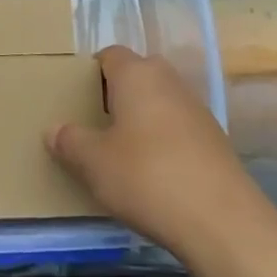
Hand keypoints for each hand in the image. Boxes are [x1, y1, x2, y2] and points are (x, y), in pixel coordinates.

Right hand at [46, 46, 252, 253]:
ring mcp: (197, 109)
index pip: (109, 55)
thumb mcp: (94, 163)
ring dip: (142, 118)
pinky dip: (164, 140)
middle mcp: (169, 81)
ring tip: (122, 150)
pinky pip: (179, 127)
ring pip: (160, 101)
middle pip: (138, 74)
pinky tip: (153, 172)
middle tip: (96, 122)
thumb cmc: (147, 177)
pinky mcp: (215, 140)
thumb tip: (54, 130)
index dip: (91, 72)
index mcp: (137, 74)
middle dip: (117, 93)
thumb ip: (70, 142)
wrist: (223, 222)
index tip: (76, 98)